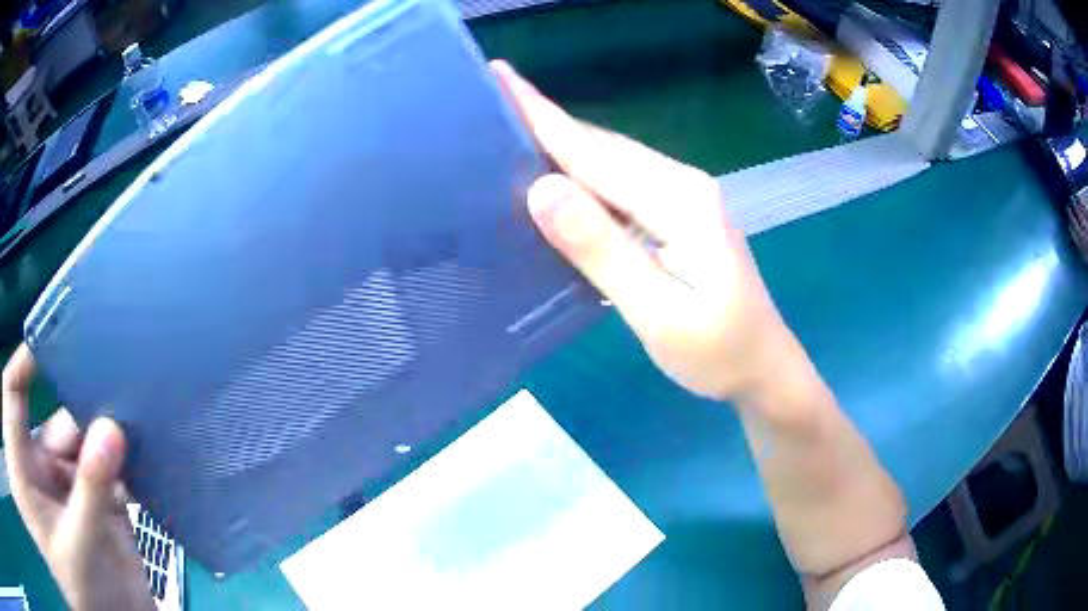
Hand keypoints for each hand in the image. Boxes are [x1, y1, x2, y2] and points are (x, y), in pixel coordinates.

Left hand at [2, 345, 153, 610]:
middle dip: (81, 404)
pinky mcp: (83, 509)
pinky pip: (99, 476)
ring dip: (105, 437)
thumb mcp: (77, 547)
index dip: (26, 358)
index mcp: (21, 462)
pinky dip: (118, 467)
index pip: (13, 390)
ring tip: (138, 418)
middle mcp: (36, 466)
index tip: (56, 336)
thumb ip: (91, 491)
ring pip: (78, 447)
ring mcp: (60, 489)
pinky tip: (142, 457)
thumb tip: (112, 429)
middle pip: (52, 418)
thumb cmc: (78, 591)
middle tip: (117, 381)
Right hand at [492, 61, 795, 402]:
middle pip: (602, 147)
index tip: (501, 76)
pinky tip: (560, 182)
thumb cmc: (717, 352)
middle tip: (493, 103)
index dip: (542, 114)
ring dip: (564, 146)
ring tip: (513, 133)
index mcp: (678, 199)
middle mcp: (681, 184)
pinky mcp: (680, 216)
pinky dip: (586, 176)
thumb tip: (542, 189)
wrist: (763, 368)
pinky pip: (623, 185)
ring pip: (612, 162)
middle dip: (547, 122)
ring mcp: (684, 198)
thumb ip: (602, 249)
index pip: (593, 152)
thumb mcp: (658, 311)